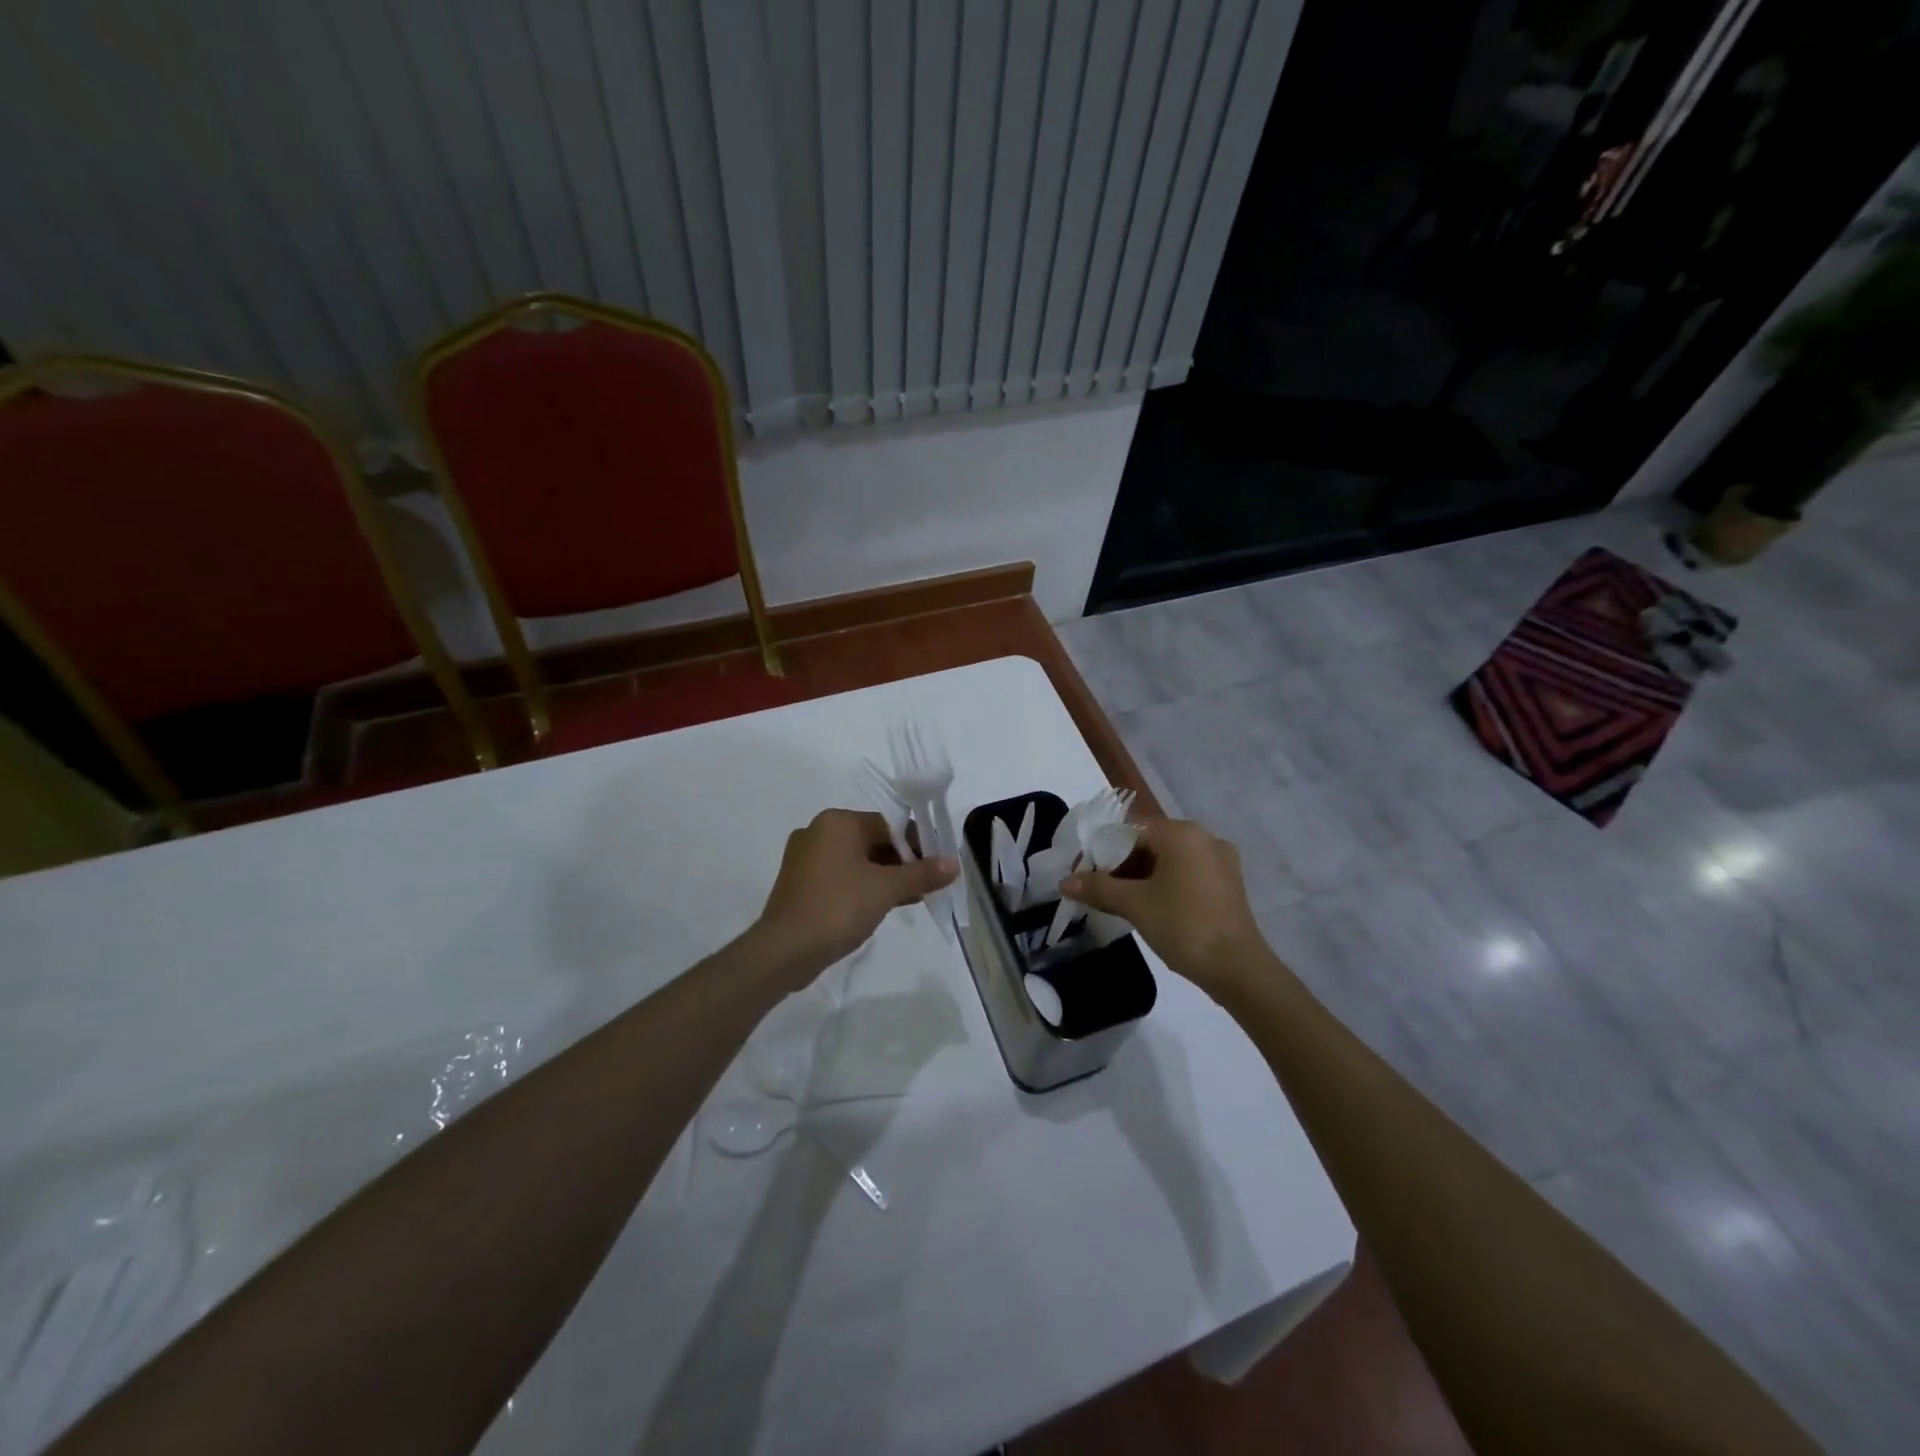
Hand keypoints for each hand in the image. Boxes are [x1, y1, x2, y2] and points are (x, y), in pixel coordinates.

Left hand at [751, 808, 957, 985]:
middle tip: (927, 885)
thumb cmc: (838, 908)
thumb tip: (954, 863)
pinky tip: (883, 906)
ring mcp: (805, 858)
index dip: (917, 845)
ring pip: (857, 861)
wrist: (784, 950)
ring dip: (885, 877)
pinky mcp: (800, 883)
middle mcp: (818, 832)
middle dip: (902, 863)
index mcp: (837, 822)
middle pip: (873, 841)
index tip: (937, 866)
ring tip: (912, 898)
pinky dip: (863, 887)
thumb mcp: (886, 889)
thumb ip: (922, 873)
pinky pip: (841, 877)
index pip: (889, 824)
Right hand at [1062, 818, 1272, 995]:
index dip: (1103, 853)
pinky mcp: (1229, 884)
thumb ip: (1098, 887)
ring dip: (1142, 877)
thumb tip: (1064, 881)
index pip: (1130, 832)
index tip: (1085, 877)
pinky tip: (1152, 908)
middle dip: (1122, 866)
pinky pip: (1187, 874)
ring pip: (1169, 861)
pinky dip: (1165, 885)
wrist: (1237, 968)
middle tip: (1100, 892)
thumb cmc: (1182, 925)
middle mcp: (1204, 837)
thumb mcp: (1134, 904)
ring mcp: (1221, 861)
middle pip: (1150, 844)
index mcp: (1181, 833)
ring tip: (1121, 903)